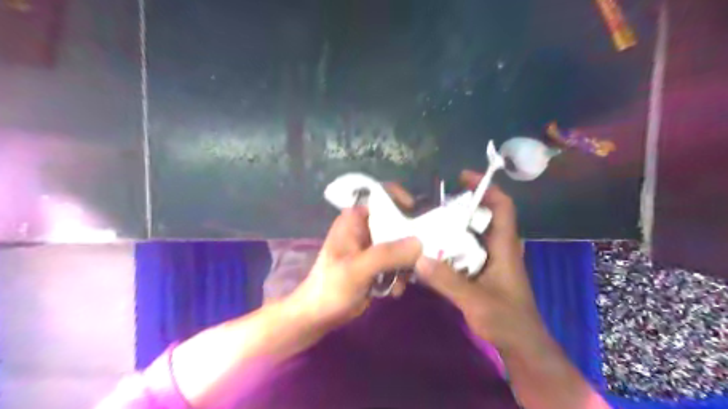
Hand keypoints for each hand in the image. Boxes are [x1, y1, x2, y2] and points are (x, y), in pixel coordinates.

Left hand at [285, 203, 421, 329]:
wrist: (319, 314)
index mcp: (355, 219)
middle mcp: (366, 227)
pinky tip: (395, 290)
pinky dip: (401, 273)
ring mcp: (372, 246)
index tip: (418, 214)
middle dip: (410, 239)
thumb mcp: (357, 269)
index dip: (400, 198)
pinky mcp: (377, 263)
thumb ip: (387, 254)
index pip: (381, 195)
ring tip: (402, 281)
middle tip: (420, 257)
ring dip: (406, 262)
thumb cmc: (331, 287)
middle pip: (397, 221)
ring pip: (401, 243)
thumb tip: (420, 243)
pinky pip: (398, 260)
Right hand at [415, 171, 539, 349]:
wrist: (521, 347)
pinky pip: (464, 250)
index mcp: (504, 247)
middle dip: (460, 205)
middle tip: (432, 203)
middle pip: (482, 216)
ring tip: (426, 223)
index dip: (486, 187)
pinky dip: (449, 245)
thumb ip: (448, 281)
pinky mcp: (481, 272)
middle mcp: (498, 248)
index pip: (502, 206)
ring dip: (452, 226)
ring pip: (471, 234)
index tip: (462, 178)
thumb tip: (419, 256)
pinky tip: (430, 251)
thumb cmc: (507, 321)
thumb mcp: (477, 301)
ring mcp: (490, 260)